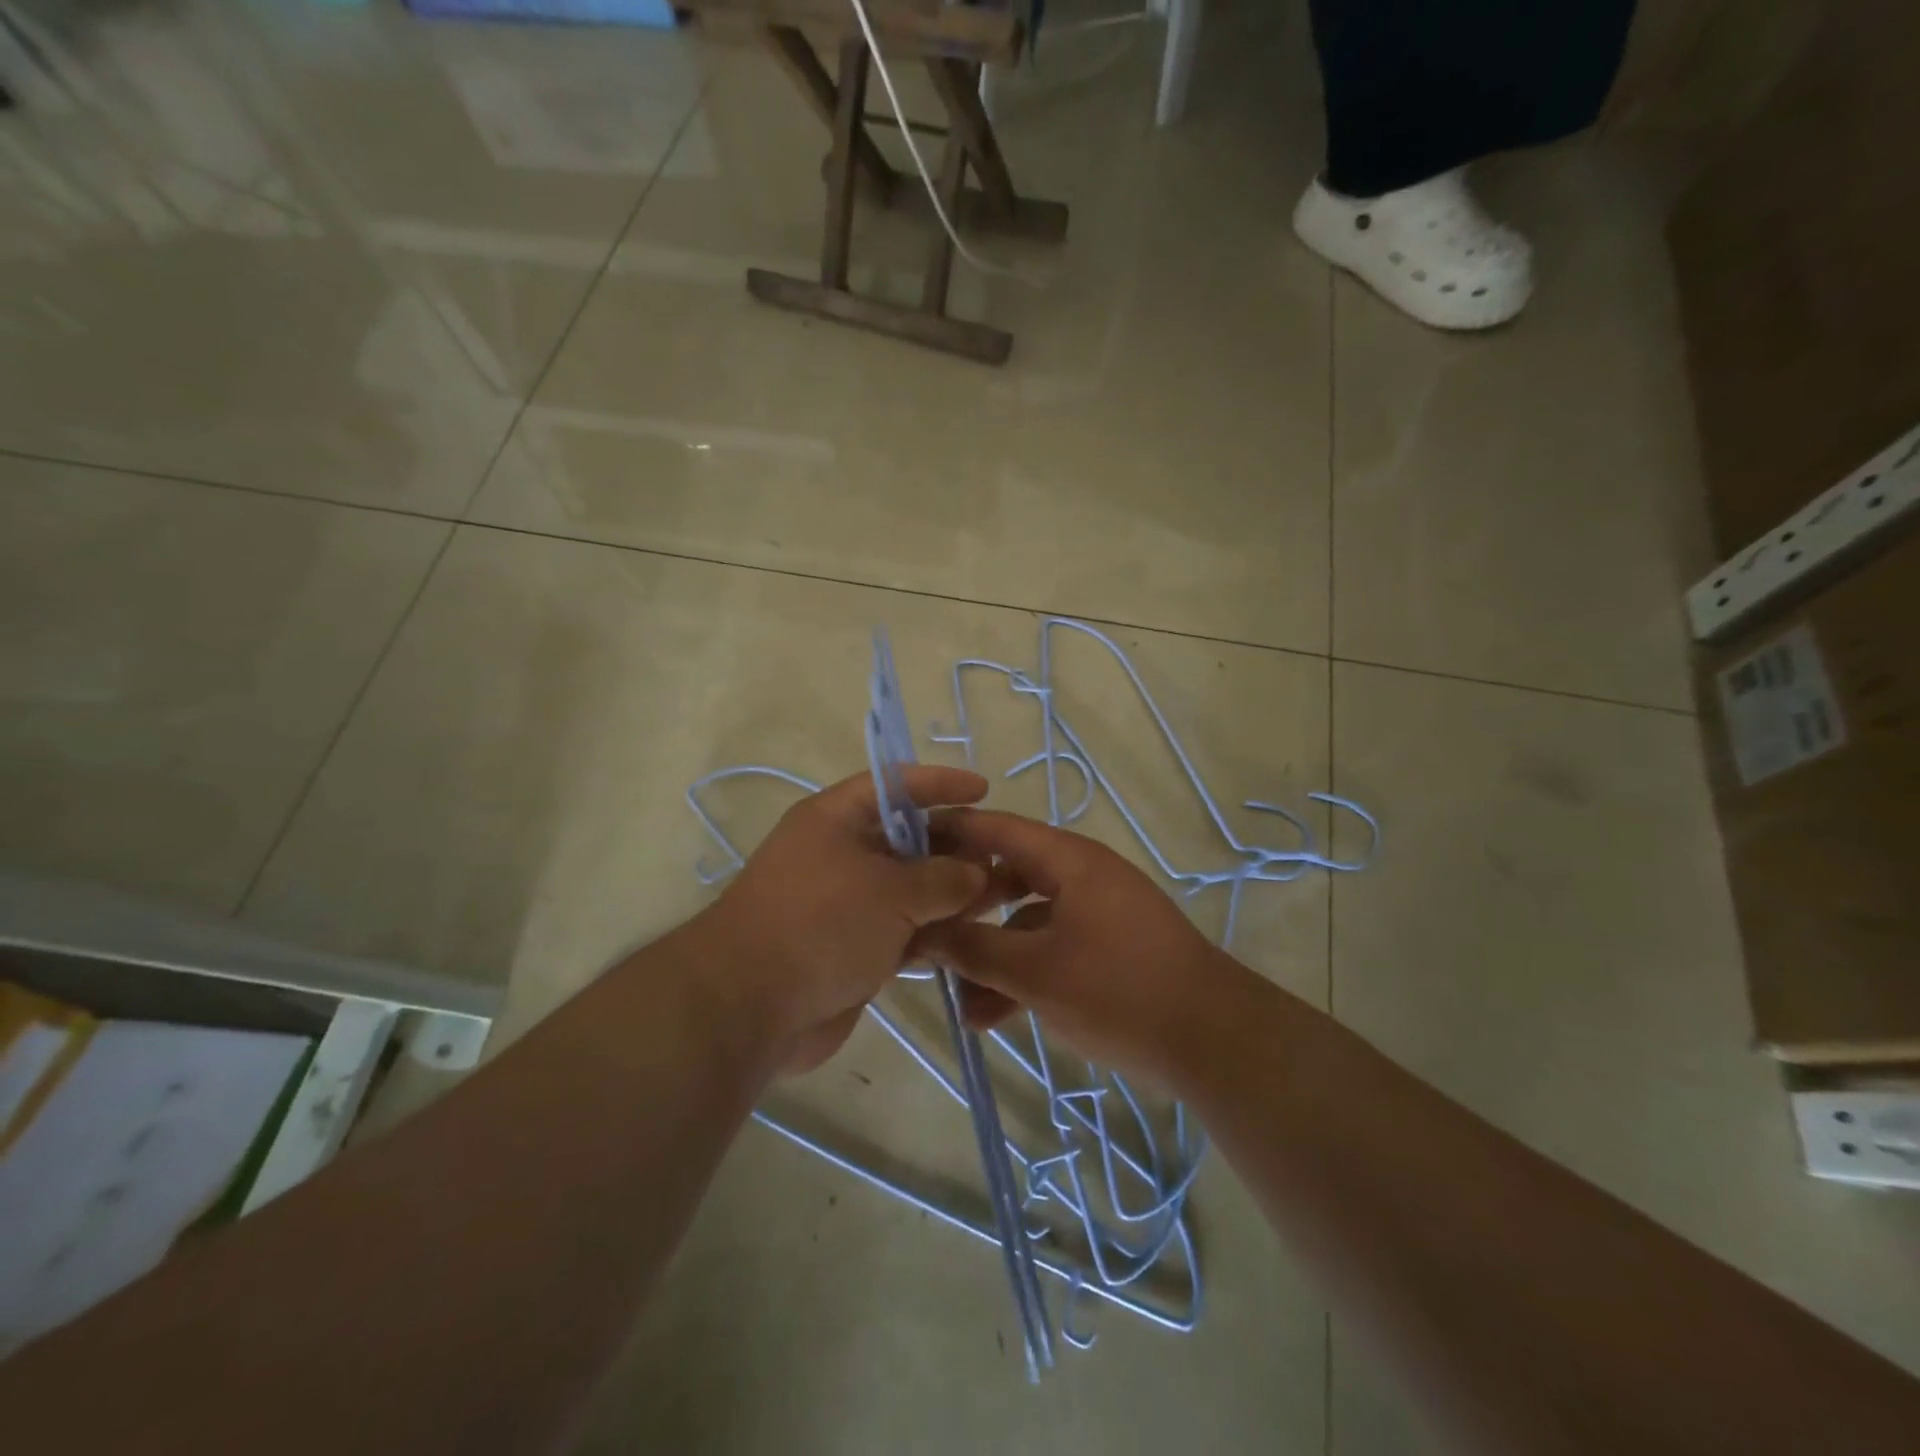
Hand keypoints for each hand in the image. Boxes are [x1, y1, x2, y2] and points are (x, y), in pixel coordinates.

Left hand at [698, 766, 990, 1072]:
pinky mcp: (850, 948)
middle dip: (955, 847)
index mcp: (836, 819)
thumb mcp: (891, 891)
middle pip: (907, 840)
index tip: (982, 789)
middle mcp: (839, 854)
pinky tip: (971, 938)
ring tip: (1002, 899)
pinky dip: (932, 933)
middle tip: (1004, 858)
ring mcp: (844, 904)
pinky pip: (901, 930)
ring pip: (909, 889)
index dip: (939, 784)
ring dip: (951, 894)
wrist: (749, 1007)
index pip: (895, 786)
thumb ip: (943, 878)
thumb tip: (977, 874)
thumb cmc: (821, 924)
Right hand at [920, 809, 1248, 1085]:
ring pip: (1026, 920)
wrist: (1212, 1041)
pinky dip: (1021, 974)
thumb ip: (973, 948)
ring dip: (989, 952)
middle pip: (1006, 874)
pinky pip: (1050, 949)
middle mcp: (1081, 876)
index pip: (995, 828)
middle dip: (962, 905)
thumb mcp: (1035, 971)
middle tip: (919, 926)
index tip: (901, 846)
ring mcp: (1096, 913)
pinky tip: (990, 1016)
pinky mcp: (1106, 949)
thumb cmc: (1118, 991)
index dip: (947, 833)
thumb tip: (921, 932)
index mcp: (1068, 861)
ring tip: (953, 995)